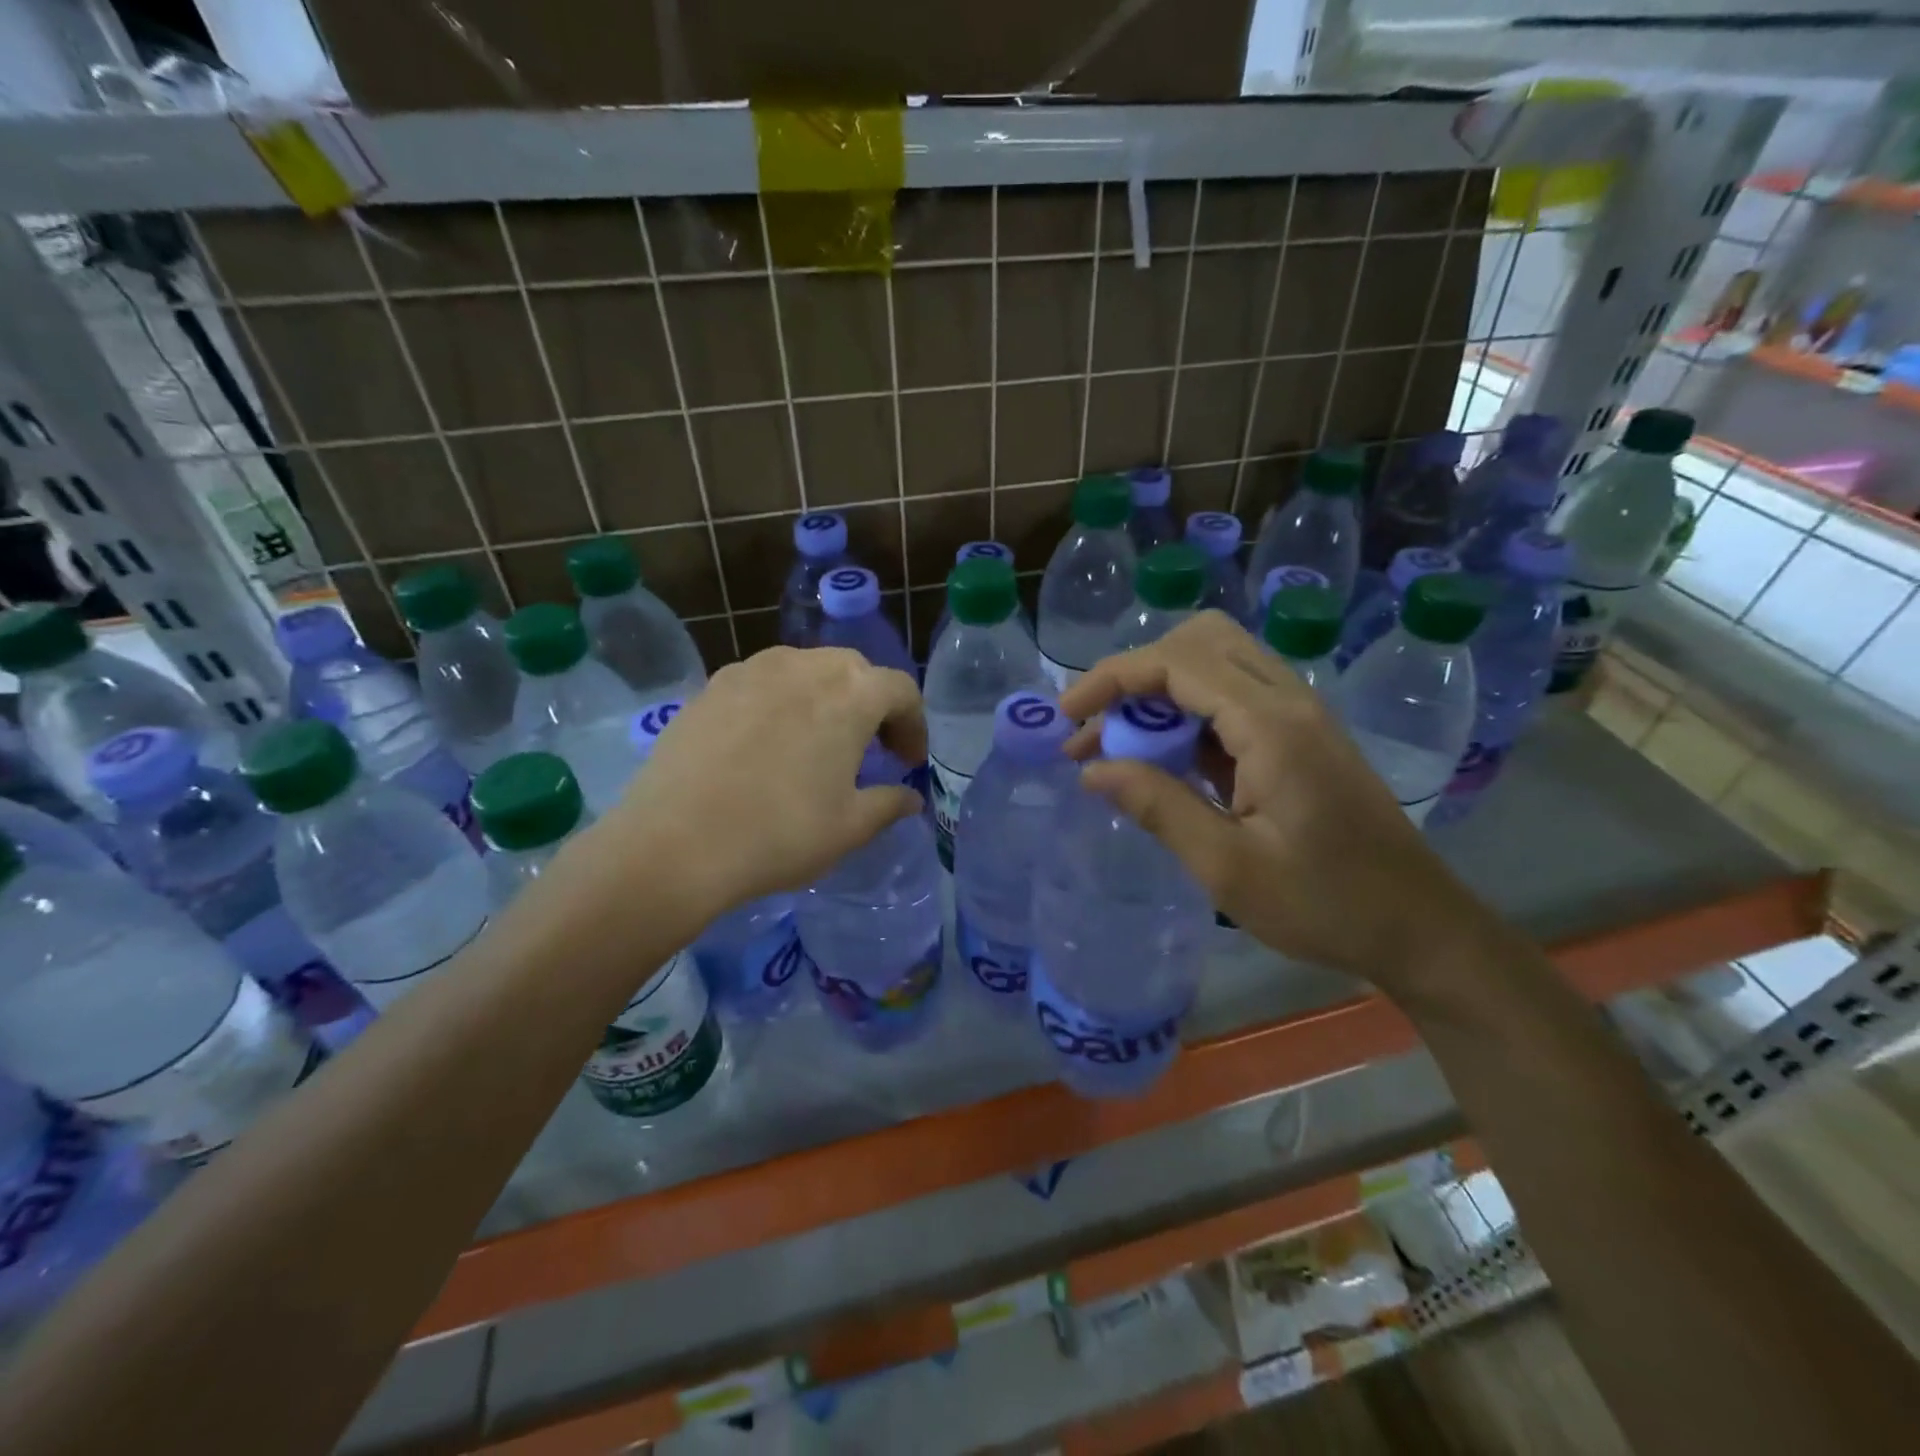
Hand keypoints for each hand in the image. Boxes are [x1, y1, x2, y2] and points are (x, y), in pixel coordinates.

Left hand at [581, 646, 925, 919]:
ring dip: (825, 698)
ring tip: (816, 742)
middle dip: (872, 705)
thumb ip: (890, 804)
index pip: (900, 690)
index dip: (913, 725)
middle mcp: (804, 665)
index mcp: (851, 693)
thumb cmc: (780, 834)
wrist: (675, 844)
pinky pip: (763, 682)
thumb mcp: (850, 828)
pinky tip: (766, 744)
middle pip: (854, 671)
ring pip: (806, 669)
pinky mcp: (711, 686)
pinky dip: (781, 702)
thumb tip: (911, 799)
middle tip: (870, 750)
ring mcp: (752, 670)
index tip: (907, 763)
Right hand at [1059, 612, 1496, 989]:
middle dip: (1136, 671)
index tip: (1067, 716)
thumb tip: (1093, 770)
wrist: (1420, 928)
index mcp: (1271, 726)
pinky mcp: (1301, 736)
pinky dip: (1188, 712)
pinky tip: (1165, 759)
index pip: (1176, 664)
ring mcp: (1300, 715)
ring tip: (1119, 744)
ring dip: (1160, 690)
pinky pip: (1233, 697)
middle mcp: (1289, 701)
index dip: (1112, 678)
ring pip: (1218, 662)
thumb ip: (1157, 807)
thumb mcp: (1227, 868)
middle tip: (1098, 724)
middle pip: (1200, 640)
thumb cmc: (1324, 905)